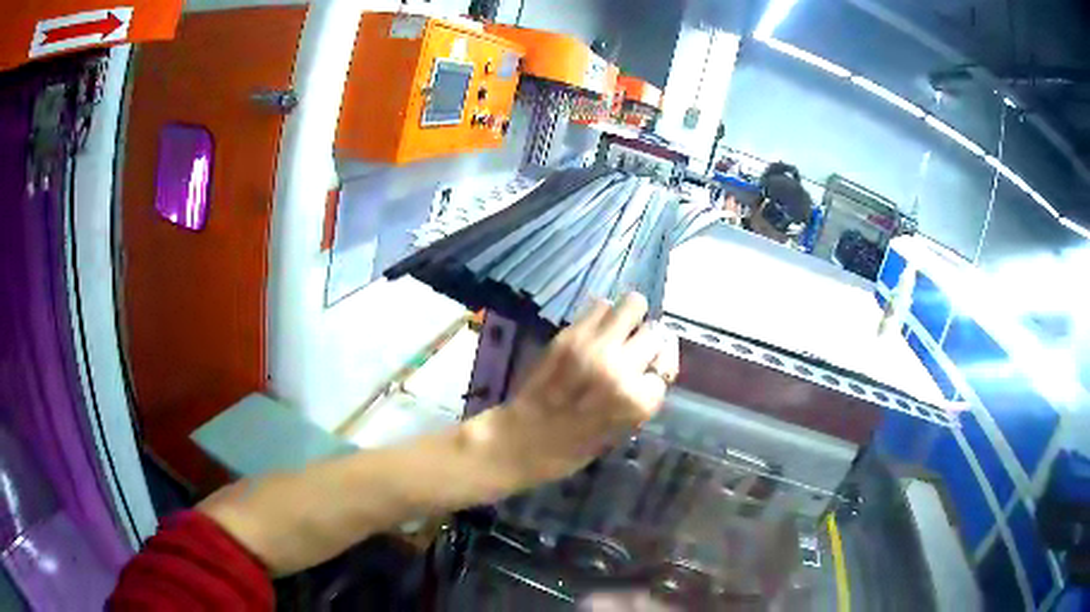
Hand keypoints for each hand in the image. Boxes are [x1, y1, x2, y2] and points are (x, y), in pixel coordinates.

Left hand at [500, 292, 678, 483]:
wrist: (523, 439)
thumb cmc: (575, 447)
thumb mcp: (622, 430)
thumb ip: (643, 396)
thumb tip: (656, 365)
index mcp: (637, 400)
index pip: (666, 368)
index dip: (656, 371)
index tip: (647, 374)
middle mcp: (621, 367)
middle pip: (654, 333)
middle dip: (647, 342)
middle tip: (633, 350)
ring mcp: (595, 346)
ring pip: (633, 304)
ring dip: (629, 318)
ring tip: (617, 332)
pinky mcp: (570, 335)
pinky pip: (601, 305)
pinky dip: (604, 315)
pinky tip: (596, 331)